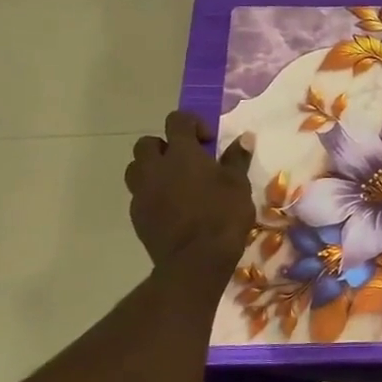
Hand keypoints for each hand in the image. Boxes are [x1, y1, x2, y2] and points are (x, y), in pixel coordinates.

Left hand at [124, 111, 255, 275]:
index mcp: (182, 154)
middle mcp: (155, 167)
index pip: (177, 121)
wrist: (195, 261)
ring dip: (152, 169)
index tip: (208, 141)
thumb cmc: (222, 216)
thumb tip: (245, 138)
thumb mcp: (238, 185)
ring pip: (136, 168)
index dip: (192, 124)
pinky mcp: (136, 215)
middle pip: (147, 143)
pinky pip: (139, 195)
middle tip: (187, 162)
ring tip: (174, 182)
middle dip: (165, 146)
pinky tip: (172, 207)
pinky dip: (152, 194)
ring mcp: (141, 192)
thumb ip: (237, 159)